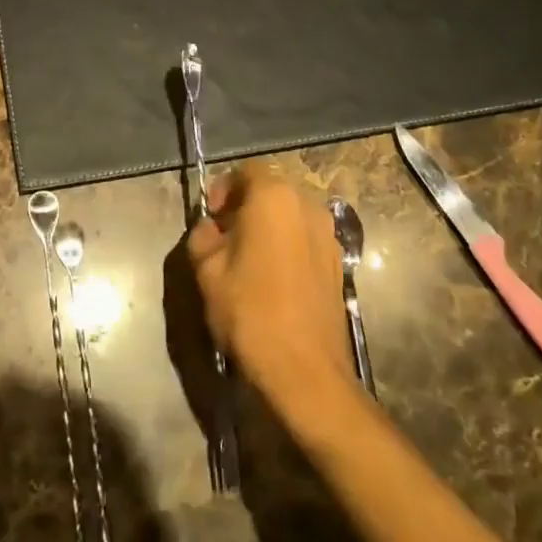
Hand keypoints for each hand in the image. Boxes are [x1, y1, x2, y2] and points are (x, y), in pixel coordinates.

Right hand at [188, 163, 354, 417]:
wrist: (305, 371)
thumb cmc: (249, 311)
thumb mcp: (206, 269)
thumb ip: (202, 236)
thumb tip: (211, 228)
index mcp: (274, 197)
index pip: (247, 170)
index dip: (224, 188)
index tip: (211, 218)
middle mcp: (308, 206)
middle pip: (272, 189)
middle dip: (246, 206)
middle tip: (225, 236)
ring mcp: (329, 235)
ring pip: (291, 215)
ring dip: (269, 226)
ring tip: (248, 259)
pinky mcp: (339, 264)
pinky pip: (306, 239)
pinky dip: (288, 246)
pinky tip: (273, 278)